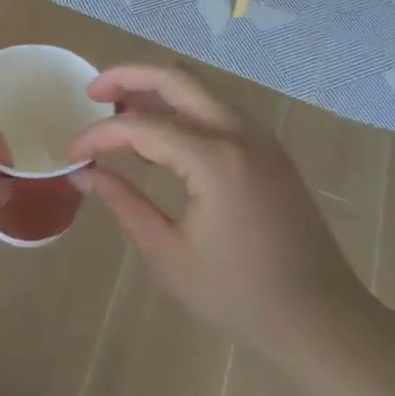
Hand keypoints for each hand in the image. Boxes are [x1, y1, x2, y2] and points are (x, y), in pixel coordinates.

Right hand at [68, 65, 378, 368]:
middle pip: (175, 77)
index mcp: (214, 159)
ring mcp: (259, 136)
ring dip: (157, 87)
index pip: (142, 126)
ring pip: (199, 87)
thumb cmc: (239, 295)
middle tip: (93, 92)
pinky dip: (183, 106)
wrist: (322, 318)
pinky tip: (161, 131)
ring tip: (120, 107)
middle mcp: (238, 132)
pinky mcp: (268, 148)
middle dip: (128, 76)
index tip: (72, 153)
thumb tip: (84, 173)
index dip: (100, 135)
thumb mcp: (169, 255)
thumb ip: (124, 204)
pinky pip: (217, 107)